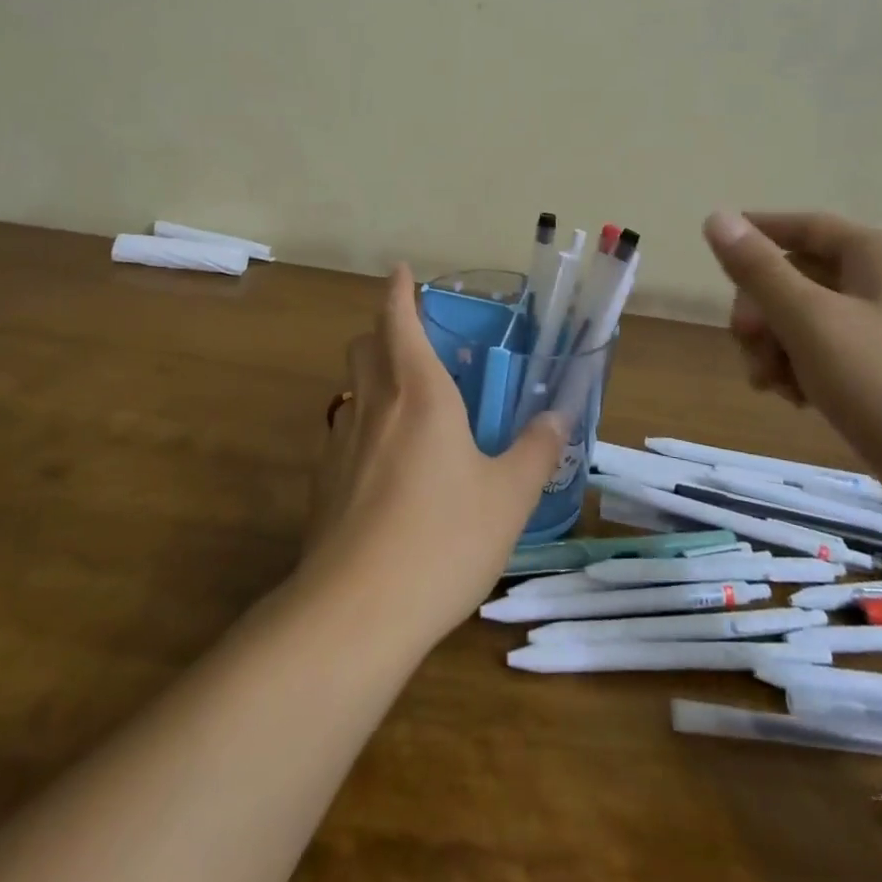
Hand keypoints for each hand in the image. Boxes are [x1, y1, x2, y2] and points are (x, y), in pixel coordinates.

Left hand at [299, 266, 570, 650]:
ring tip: (403, 403)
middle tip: (413, 340)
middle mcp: (374, 404)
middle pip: (364, 344)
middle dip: (383, 329)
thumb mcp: (508, 497)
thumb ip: (537, 451)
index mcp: (420, 393)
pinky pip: (341, 433)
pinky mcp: (322, 481)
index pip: (399, 319)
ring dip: (371, 376)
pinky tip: (382, 466)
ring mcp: (340, 442)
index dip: (399, 290)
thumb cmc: (443, 539)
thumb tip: (560, 416)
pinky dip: (361, 427)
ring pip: (350, 387)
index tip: (401, 271)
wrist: (356, 610)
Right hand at [701, 211, 881, 476]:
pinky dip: (800, 369)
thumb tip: (716, 217)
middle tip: (746, 343)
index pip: (804, 226)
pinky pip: (826, 355)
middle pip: (799, 276)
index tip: (714, 253)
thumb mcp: (810, 321)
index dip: (757, 233)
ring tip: (770, 383)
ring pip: (806, 320)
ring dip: (775, 344)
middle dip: (762, 309)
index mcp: (878, 257)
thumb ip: (758, 270)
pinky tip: (794, 399)